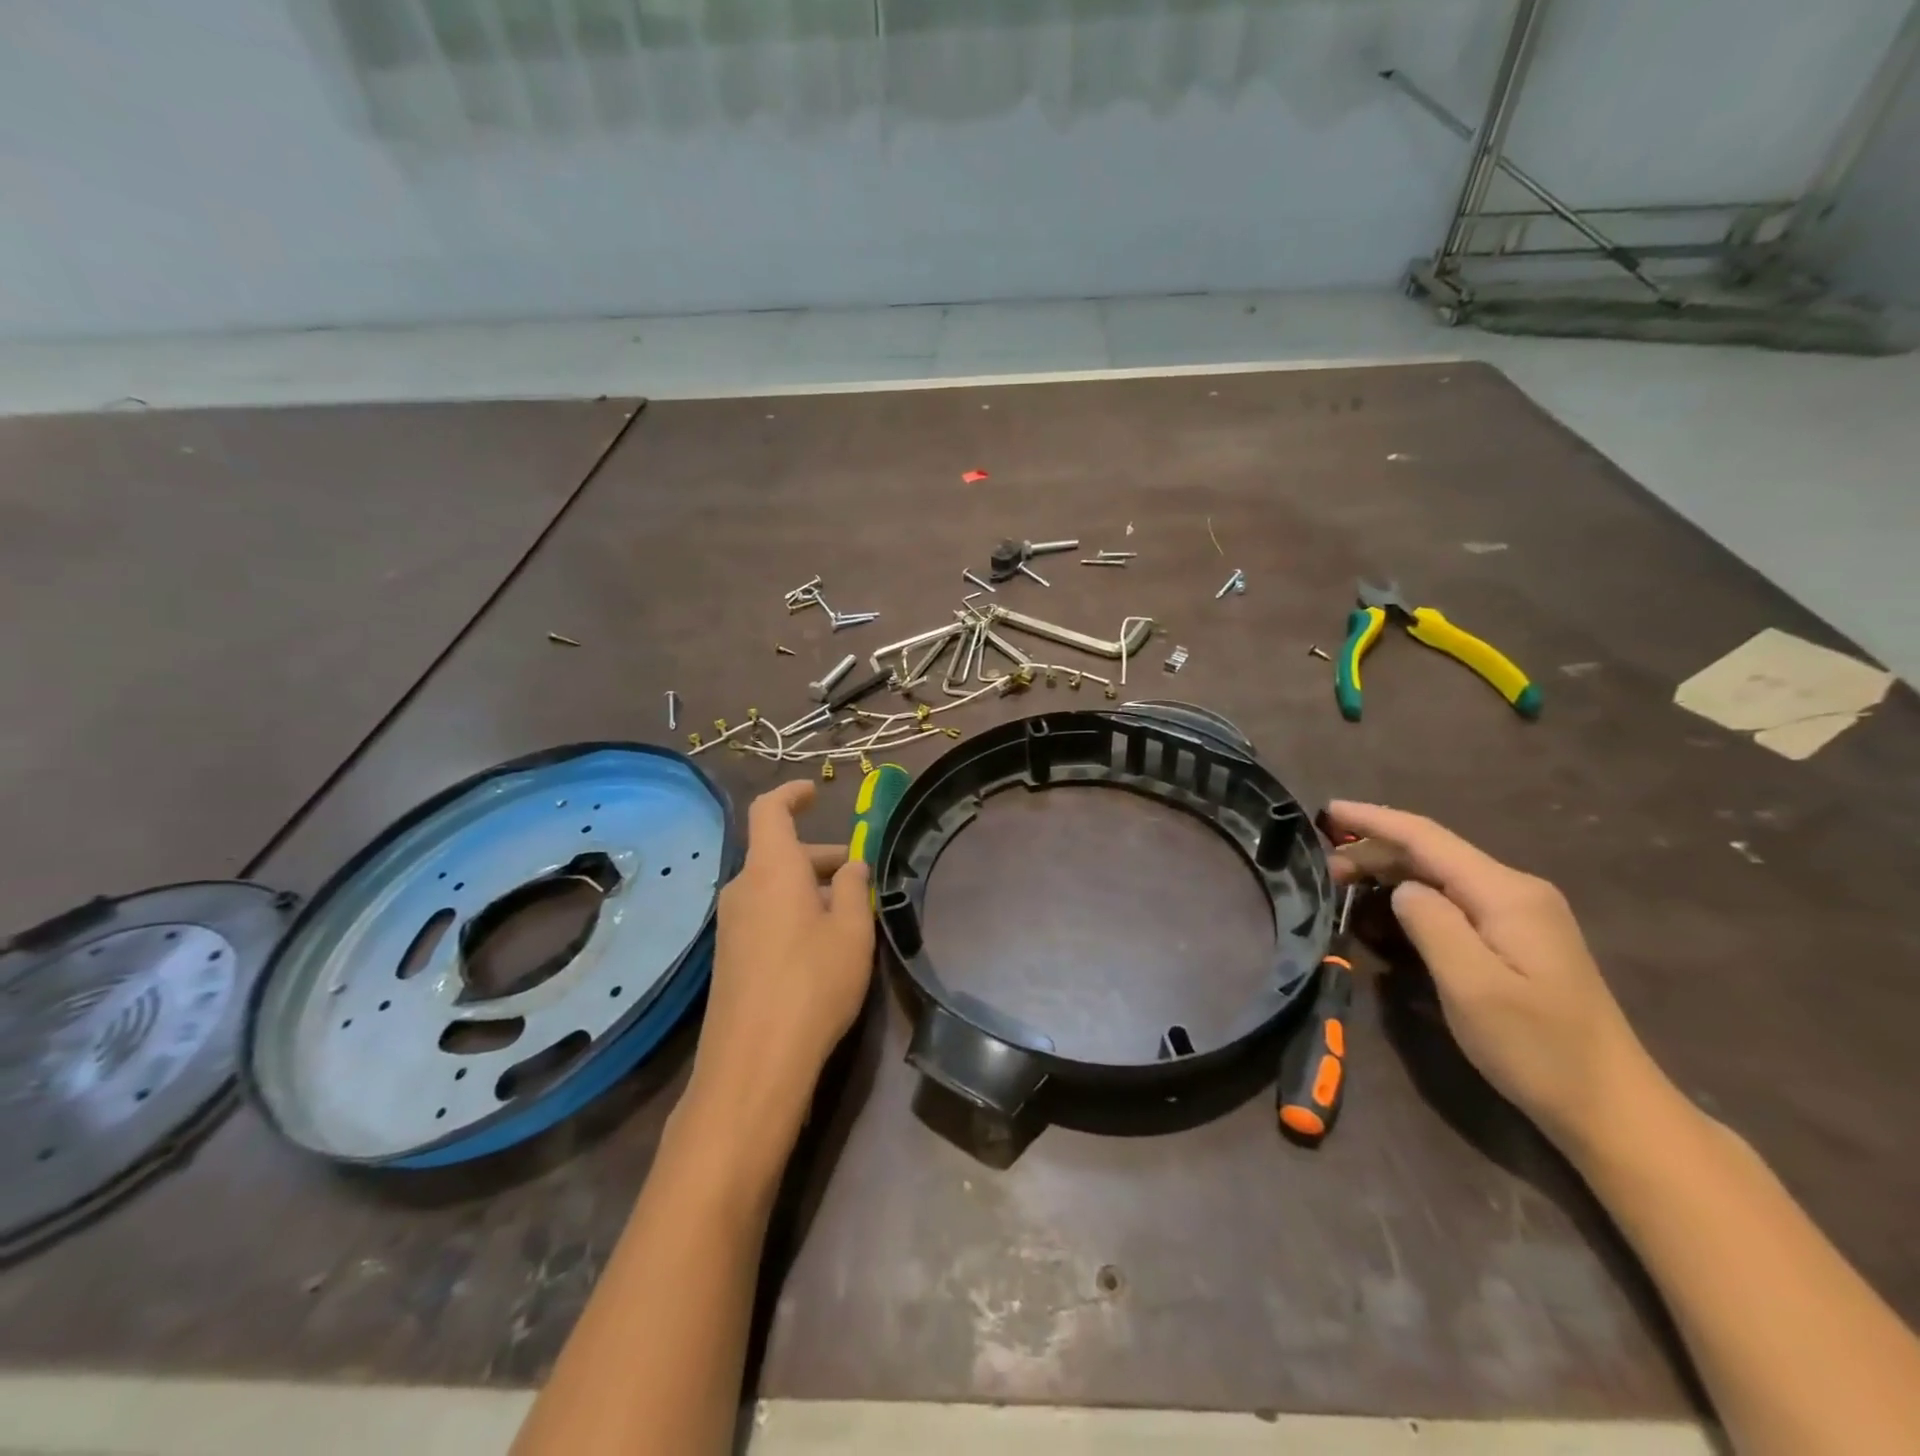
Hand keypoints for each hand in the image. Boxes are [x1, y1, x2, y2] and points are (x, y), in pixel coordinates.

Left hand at [681, 781, 873, 1162]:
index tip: (815, 792)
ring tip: (847, 913)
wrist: (754, 1061)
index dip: (791, 795)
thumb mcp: (851, 931)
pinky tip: (819, 945)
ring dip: (806, 887)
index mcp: (771, 868)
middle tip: (858, 874)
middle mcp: (742, 888)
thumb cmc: (812, 982)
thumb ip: (851, 889)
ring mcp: (730, 925)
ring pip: (771, 887)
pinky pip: (762, 915)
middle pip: (777, 853)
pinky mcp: (728, 958)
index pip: (770, 810)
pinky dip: (790, 912)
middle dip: (817, 856)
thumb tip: (850, 866)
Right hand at [1326, 800, 1660, 1154]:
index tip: (1327, 810)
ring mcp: (1521, 914)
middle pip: (1432, 852)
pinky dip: (1412, 891)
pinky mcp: (1518, 937)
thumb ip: (1432, 924)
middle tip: (1322, 867)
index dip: (1373, 820)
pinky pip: (1453, 896)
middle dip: (1374, 849)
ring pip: (1440, 873)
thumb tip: (1402, 889)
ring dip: (1390, 870)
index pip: (1427, 838)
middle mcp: (1516, 891)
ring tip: (1342, 881)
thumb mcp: (1473, 987)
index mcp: (1506, 894)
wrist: (1613, 1108)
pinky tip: (1388, 904)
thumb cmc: (1538, 1049)